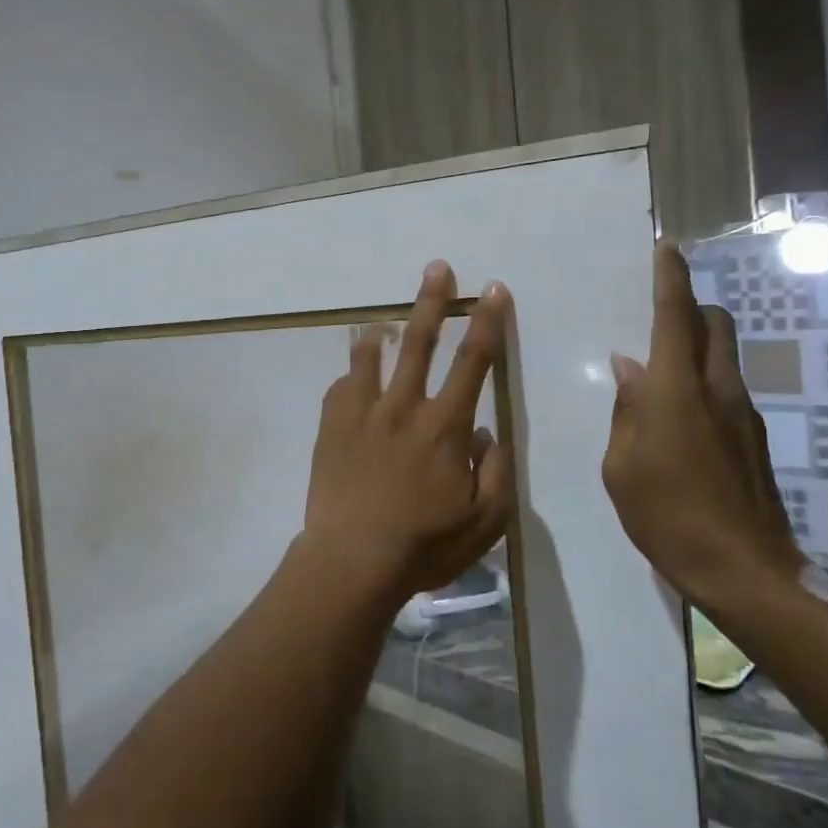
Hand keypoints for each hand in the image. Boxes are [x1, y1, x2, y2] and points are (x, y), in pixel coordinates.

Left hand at [301, 260, 513, 598]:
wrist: (352, 560)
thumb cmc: (424, 544)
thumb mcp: (485, 520)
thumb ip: (496, 470)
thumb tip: (487, 432)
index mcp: (444, 425)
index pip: (474, 362)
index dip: (488, 323)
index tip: (493, 290)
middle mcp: (403, 408)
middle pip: (421, 343)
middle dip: (433, 301)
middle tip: (437, 267)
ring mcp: (362, 415)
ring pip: (370, 359)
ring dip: (381, 334)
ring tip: (382, 323)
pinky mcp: (331, 428)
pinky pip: (340, 389)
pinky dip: (349, 378)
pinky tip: (351, 381)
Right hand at [601, 240, 802, 609]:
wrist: (743, 570)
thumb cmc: (666, 515)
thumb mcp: (621, 465)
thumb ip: (626, 410)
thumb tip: (629, 368)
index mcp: (677, 390)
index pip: (676, 316)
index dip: (671, 277)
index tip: (669, 247)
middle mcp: (717, 390)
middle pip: (715, 324)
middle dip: (691, 307)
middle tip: (659, 319)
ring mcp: (743, 414)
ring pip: (723, 357)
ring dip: (696, 349)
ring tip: (659, 382)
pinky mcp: (754, 440)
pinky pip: (726, 391)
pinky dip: (702, 386)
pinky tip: (679, 424)